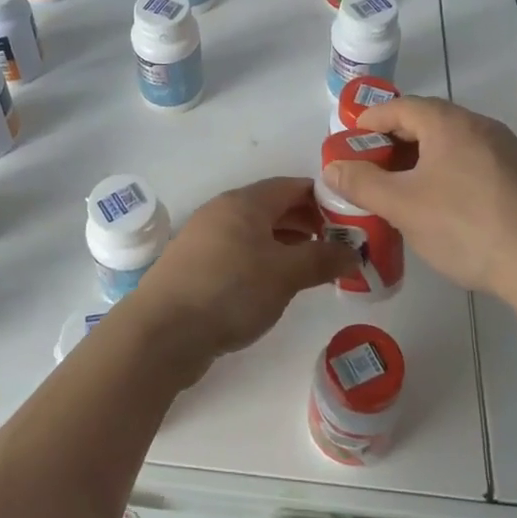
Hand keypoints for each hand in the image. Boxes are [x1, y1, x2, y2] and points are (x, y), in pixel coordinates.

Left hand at [121, 177, 352, 377]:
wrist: (162, 331)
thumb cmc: (230, 290)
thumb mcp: (285, 274)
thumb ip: (322, 259)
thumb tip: (354, 251)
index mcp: (244, 202)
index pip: (292, 186)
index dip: (324, 199)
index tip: (351, 221)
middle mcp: (223, 211)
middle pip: (274, 207)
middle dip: (308, 223)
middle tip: (339, 247)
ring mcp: (206, 238)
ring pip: (257, 232)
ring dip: (287, 244)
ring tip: (314, 268)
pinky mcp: (197, 266)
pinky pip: (240, 253)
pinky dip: (264, 261)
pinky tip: (276, 285)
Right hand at [323, 96, 516, 298]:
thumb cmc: (466, 226)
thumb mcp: (402, 206)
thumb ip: (361, 183)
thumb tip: (332, 167)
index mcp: (449, 122)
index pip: (400, 107)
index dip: (370, 121)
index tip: (349, 141)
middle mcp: (480, 126)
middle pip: (427, 122)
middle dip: (393, 143)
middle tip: (370, 168)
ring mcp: (507, 151)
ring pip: (451, 145)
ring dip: (420, 160)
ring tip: (401, 190)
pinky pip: (472, 163)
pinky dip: (446, 173)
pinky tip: (441, 206)